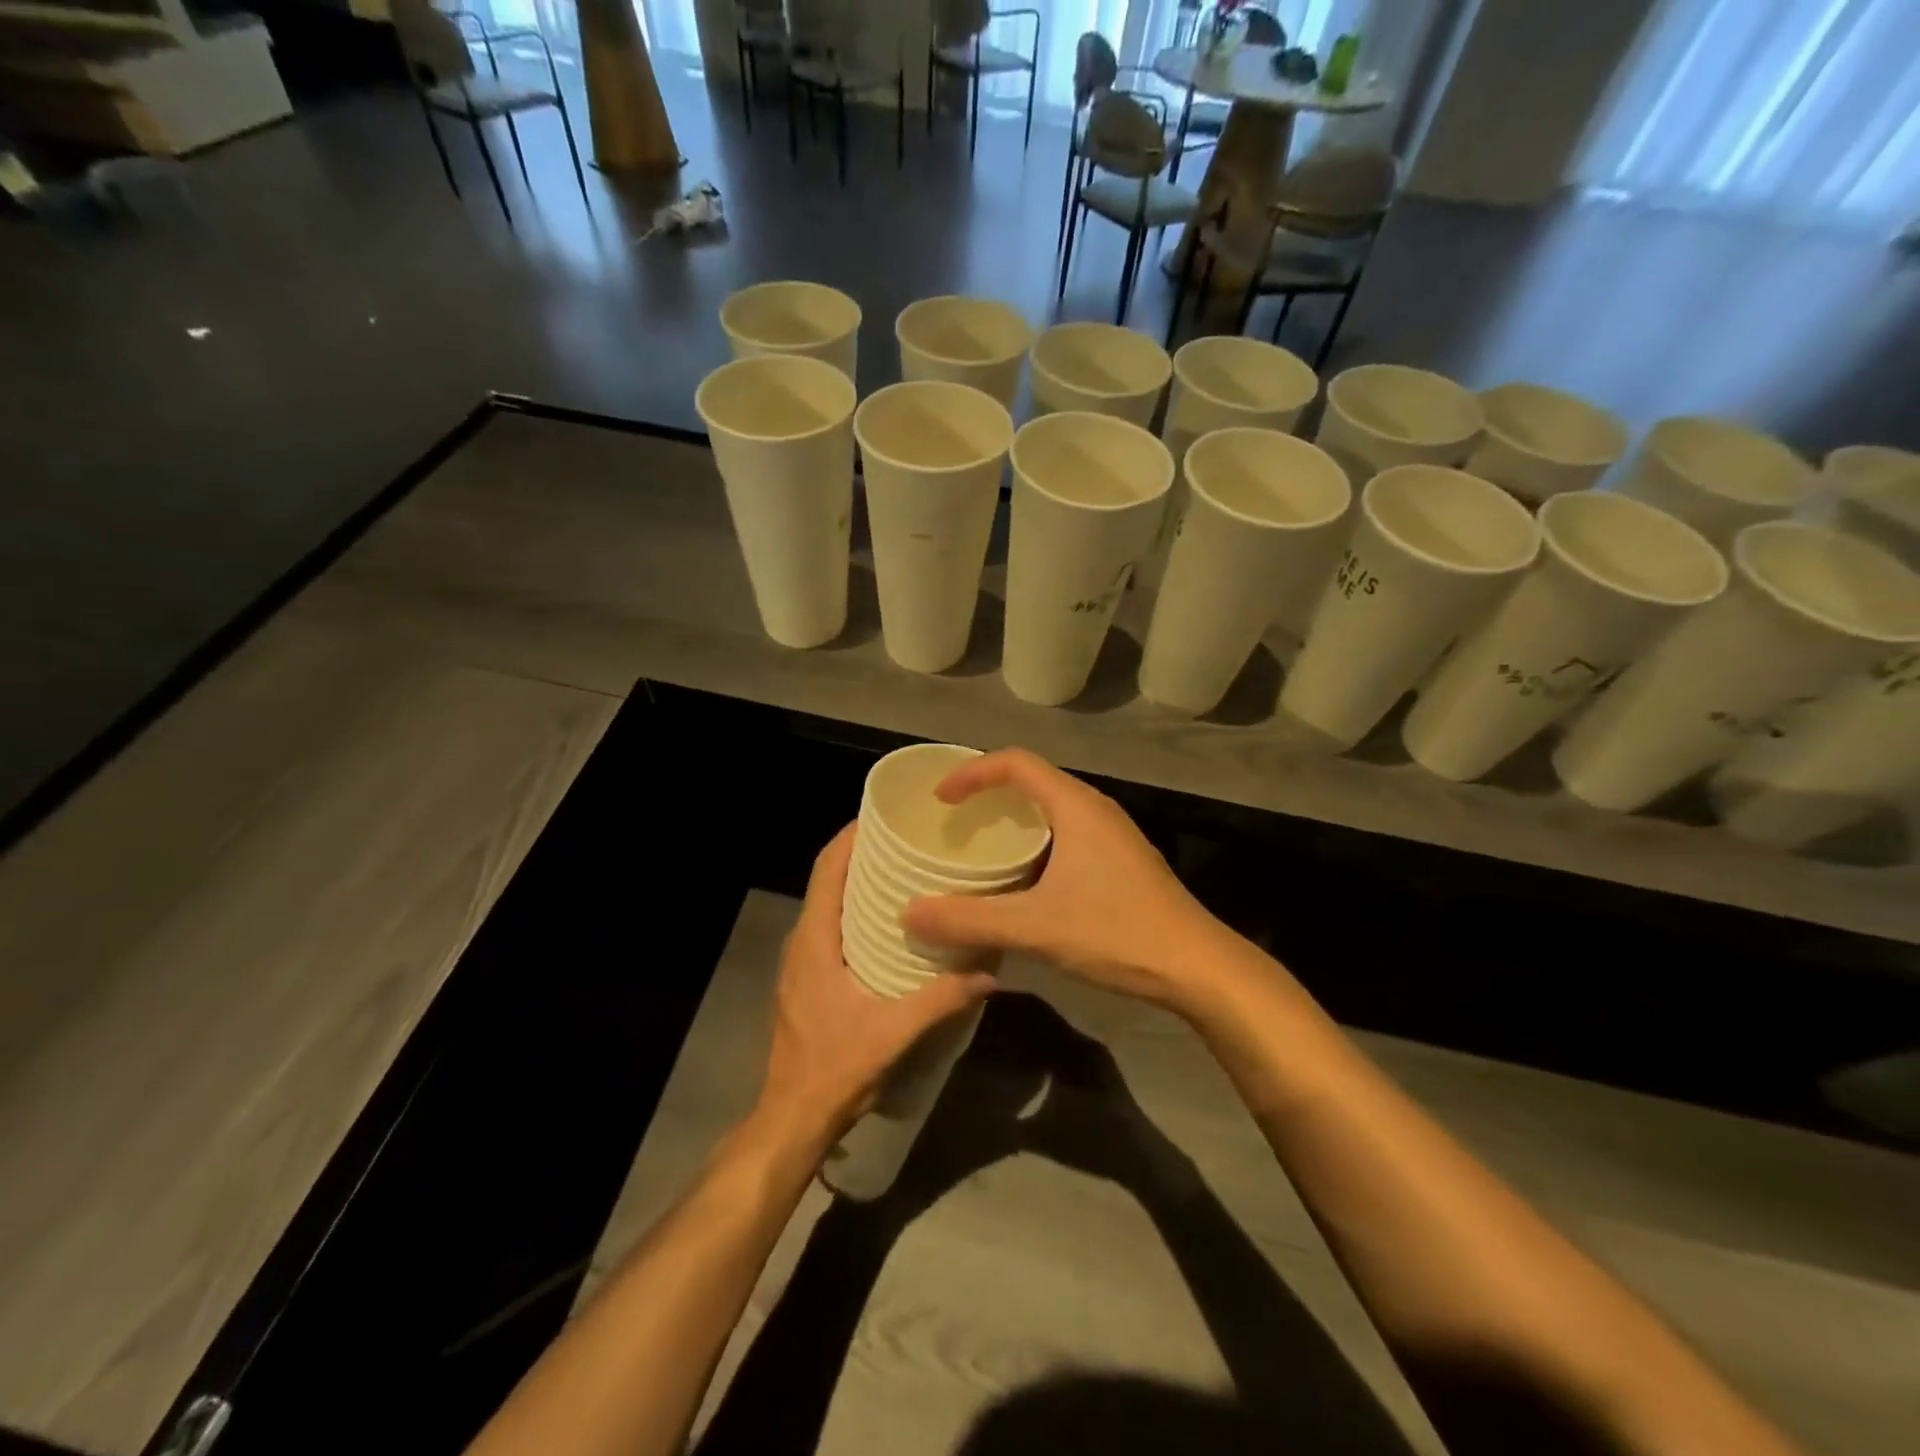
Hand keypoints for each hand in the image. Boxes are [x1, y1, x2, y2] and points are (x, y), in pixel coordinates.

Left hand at [755, 824, 995, 1149]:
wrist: (792, 1117)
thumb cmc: (835, 1068)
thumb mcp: (893, 1033)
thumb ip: (941, 1000)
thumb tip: (990, 972)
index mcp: (815, 940)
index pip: (827, 870)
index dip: (851, 837)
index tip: (885, 815)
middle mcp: (803, 941)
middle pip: (829, 879)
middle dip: (863, 853)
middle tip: (909, 840)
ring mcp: (801, 960)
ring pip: (829, 903)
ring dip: (860, 882)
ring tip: (906, 871)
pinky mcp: (808, 978)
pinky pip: (831, 926)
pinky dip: (857, 910)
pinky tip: (892, 922)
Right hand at [900, 750, 1246, 1012]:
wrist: (1196, 967)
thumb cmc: (1117, 932)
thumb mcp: (1035, 927)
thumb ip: (969, 919)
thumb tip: (909, 913)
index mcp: (1075, 807)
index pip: (1015, 763)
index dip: (972, 772)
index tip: (940, 798)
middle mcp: (1095, 810)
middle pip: (1033, 782)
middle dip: (989, 795)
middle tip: (953, 822)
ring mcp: (1112, 836)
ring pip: (1051, 811)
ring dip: (1013, 822)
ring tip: (979, 849)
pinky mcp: (1121, 862)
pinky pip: (1066, 835)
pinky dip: (1034, 845)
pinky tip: (1021, 883)